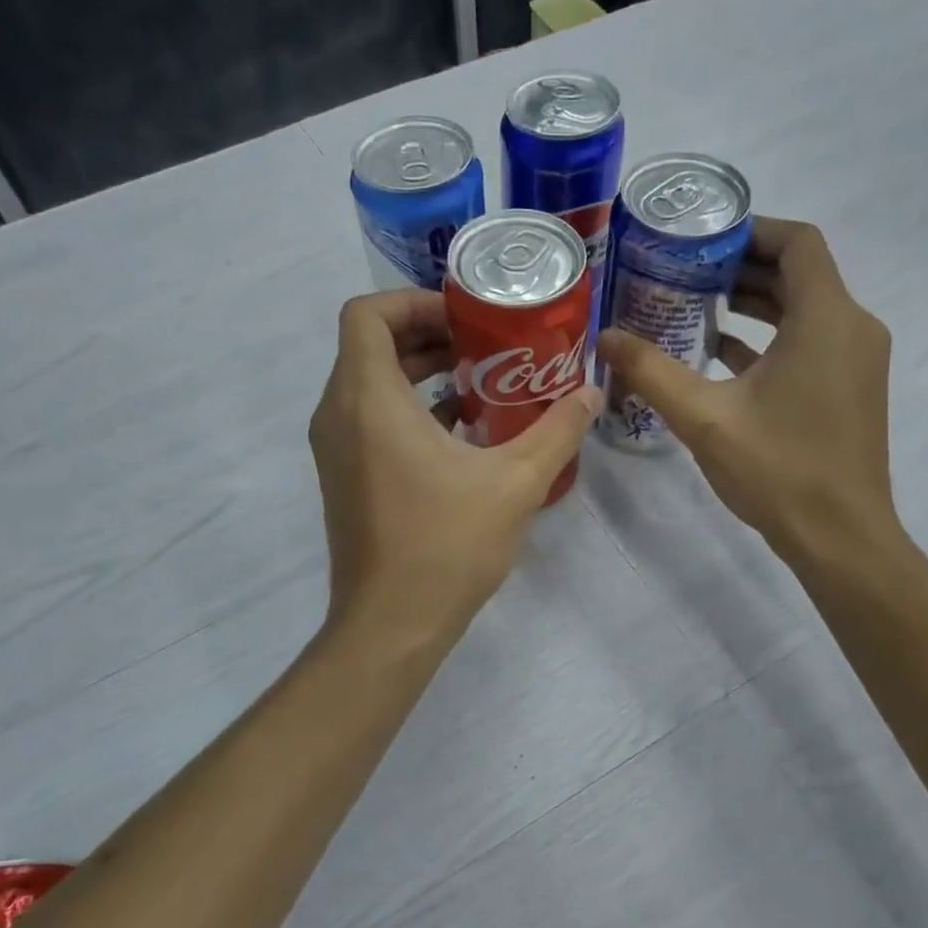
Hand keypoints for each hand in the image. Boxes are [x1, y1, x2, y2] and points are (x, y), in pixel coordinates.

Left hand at [309, 289, 599, 648]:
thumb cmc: (445, 545)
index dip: (415, 302)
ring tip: (482, 379)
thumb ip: (557, 429)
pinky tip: (464, 429)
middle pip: (371, 344)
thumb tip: (591, 392)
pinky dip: (409, 408)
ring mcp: (336, 448)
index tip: (466, 318)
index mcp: (369, 400)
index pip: (368, 314)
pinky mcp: (344, 476)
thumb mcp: (516, 482)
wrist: (390, 625)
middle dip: (428, 335)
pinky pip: (369, 418)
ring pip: (370, 382)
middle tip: (486, 342)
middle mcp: (338, 414)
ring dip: (420, 372)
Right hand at [596, 216, 901, 568]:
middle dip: (740, 267)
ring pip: (803, 309)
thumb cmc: (778, 469)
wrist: (840, 537)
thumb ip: (652, 370)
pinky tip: (719, 353)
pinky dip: (769, 337)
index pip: (797, 242)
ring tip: (694, 304)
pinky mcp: (849, 387)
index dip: (750, 230)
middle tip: (683, 271)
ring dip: (753, 303)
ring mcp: (856, 360)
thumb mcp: (704, 417)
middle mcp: (852, 327)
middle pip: (799, 273)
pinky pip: (809, 342)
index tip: (701, 239)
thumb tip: (606, 336)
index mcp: (826, 319)